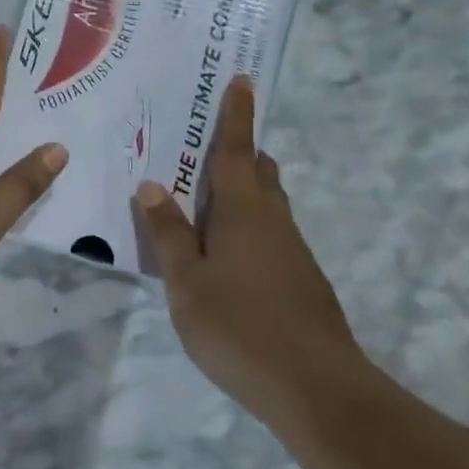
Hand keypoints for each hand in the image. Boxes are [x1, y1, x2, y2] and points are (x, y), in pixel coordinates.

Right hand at [132, 75, 362, 428]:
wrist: (316, 389)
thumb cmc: (240, 326)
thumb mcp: (186, 282)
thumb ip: (167, 234)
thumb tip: (152, 186)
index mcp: (243, 210)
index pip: (237, 149)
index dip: (237, 114)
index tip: (241, 80)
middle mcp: (273, 220)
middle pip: (259, 172)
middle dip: (239, 152)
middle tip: (205, 145)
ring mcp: (293, 252)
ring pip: (268, 205)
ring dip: (243, 191)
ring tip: (205, 202)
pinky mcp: (302, 280)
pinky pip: (271, 234)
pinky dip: (249, 226)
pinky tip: (227, 256)